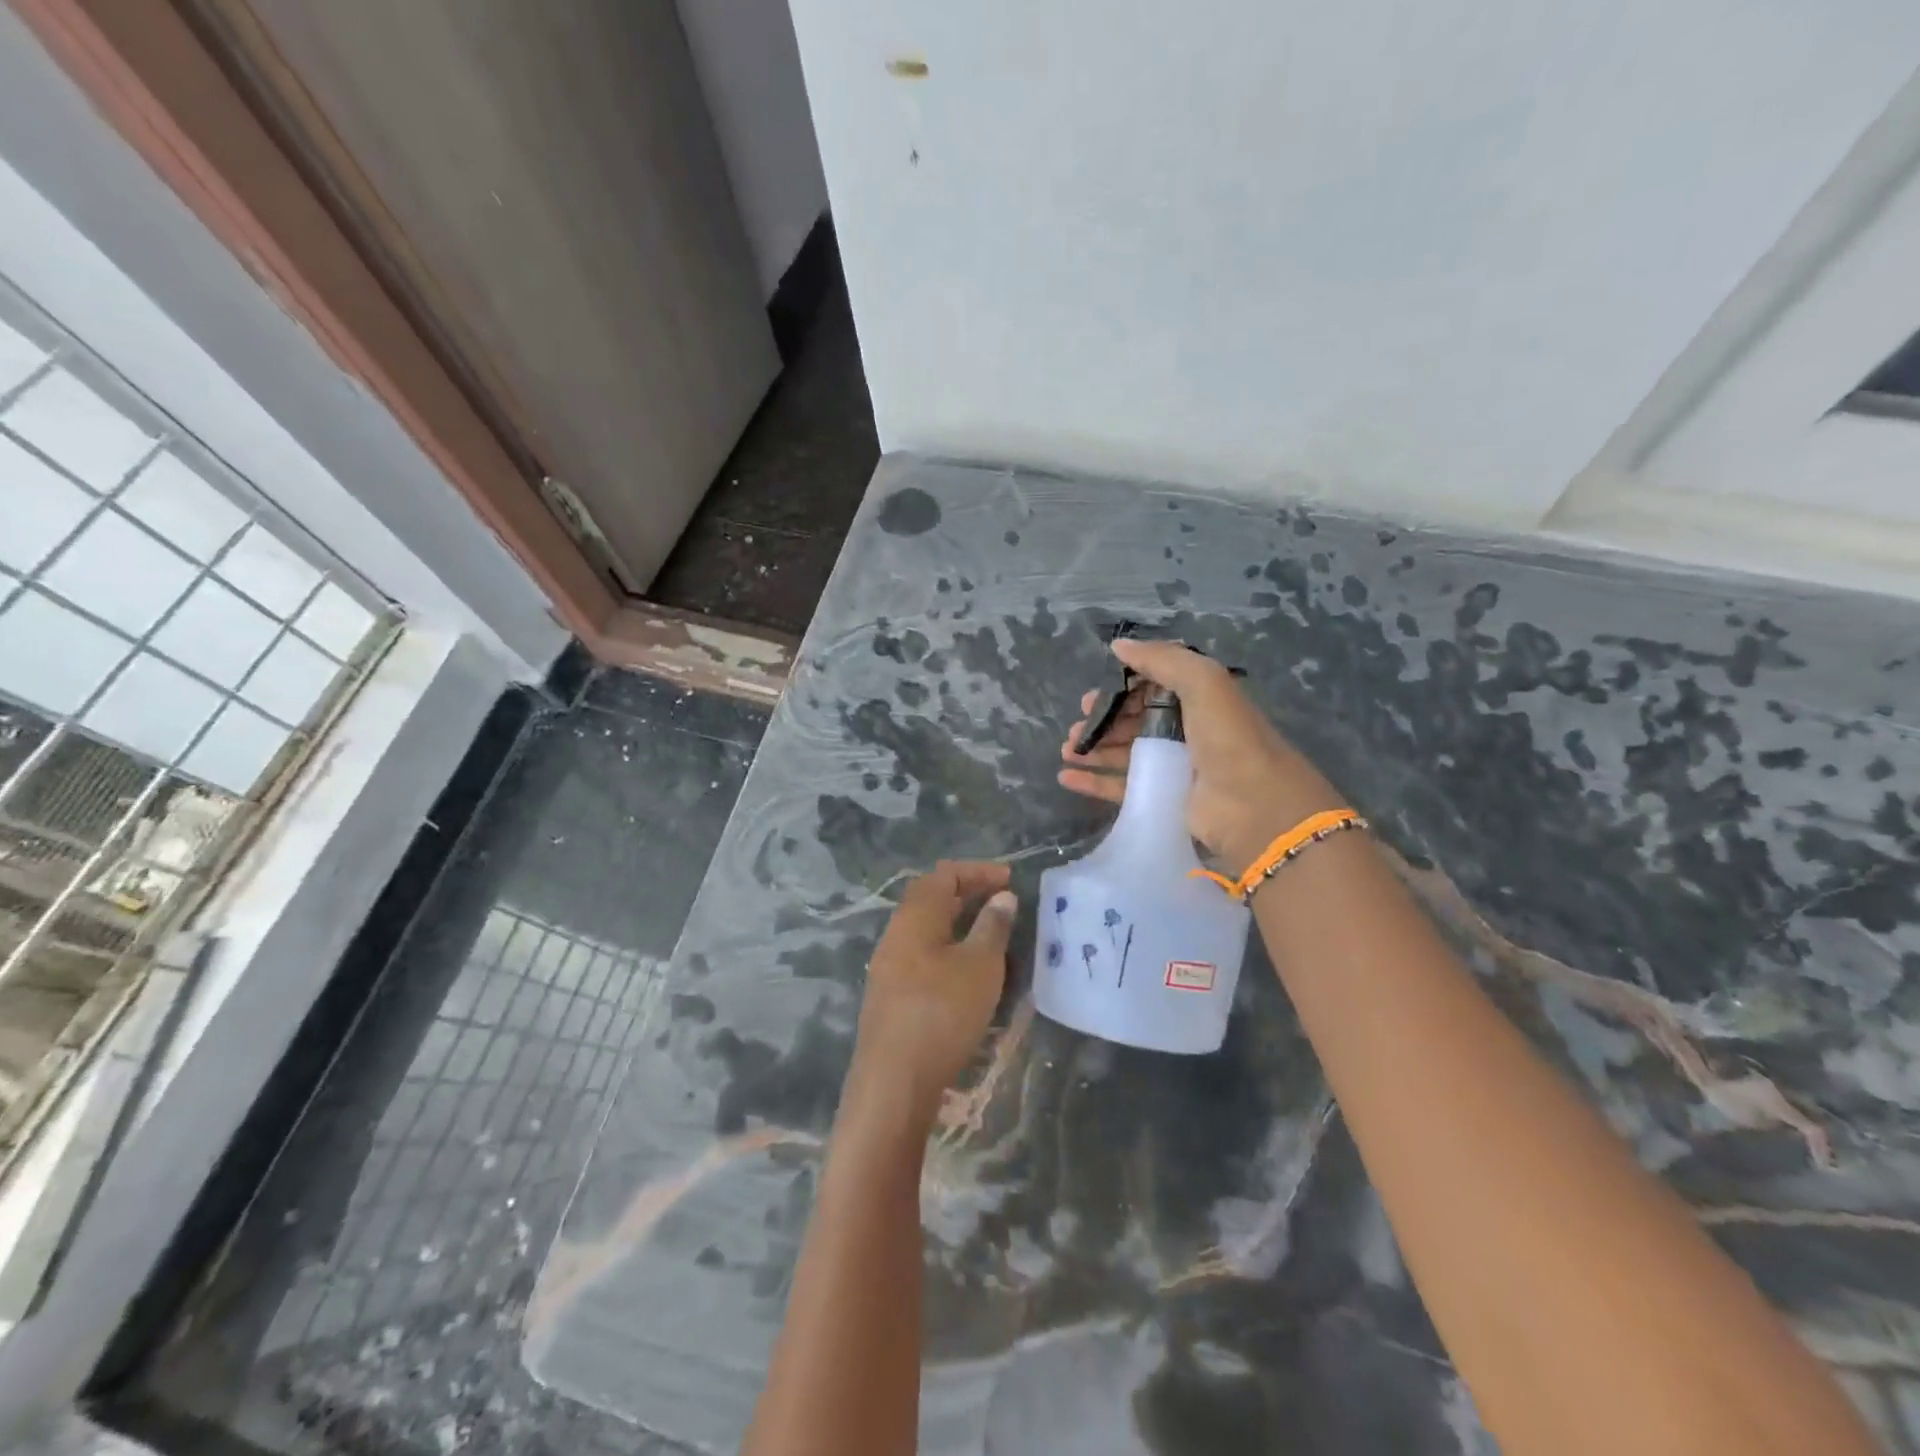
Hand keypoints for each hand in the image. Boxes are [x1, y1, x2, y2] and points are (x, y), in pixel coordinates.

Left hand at [849, 861, 1016, 1121]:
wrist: (894, 1081)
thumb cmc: (942, 1012)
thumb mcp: (980, 966)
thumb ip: (993, 926)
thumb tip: (1002, 897)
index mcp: (915, 917)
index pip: (944, 875)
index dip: (978, 871)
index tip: (1010, 880)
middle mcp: (896, 933)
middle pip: (930, 898)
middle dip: (967, 893)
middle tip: (1003, 901)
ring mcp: (889, 965)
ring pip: (926, 929)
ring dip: (958, 923)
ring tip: (991, 934)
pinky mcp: (890, 994)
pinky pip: (922, 954)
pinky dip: (948, 948)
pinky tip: (968, 971)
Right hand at [1058, 639, 1345, 874]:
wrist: (1254, 805)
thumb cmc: (1228, 737)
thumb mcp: (1203, 682)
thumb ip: (1161, 659)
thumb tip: (1118, 646)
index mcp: (1198, 700)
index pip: (1150, 689)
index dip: (1119, 690)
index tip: (1091, 697)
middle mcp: (1185, 732)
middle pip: (1133, 722)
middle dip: (1101, 722)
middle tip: (1075, 729)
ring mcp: (1173, 767)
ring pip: (1124, 754)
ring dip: (1093, 749)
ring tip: (1067, 750)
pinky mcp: (1163, 799)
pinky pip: (1120, 787)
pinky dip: (1093, 782)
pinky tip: (1067, 777)